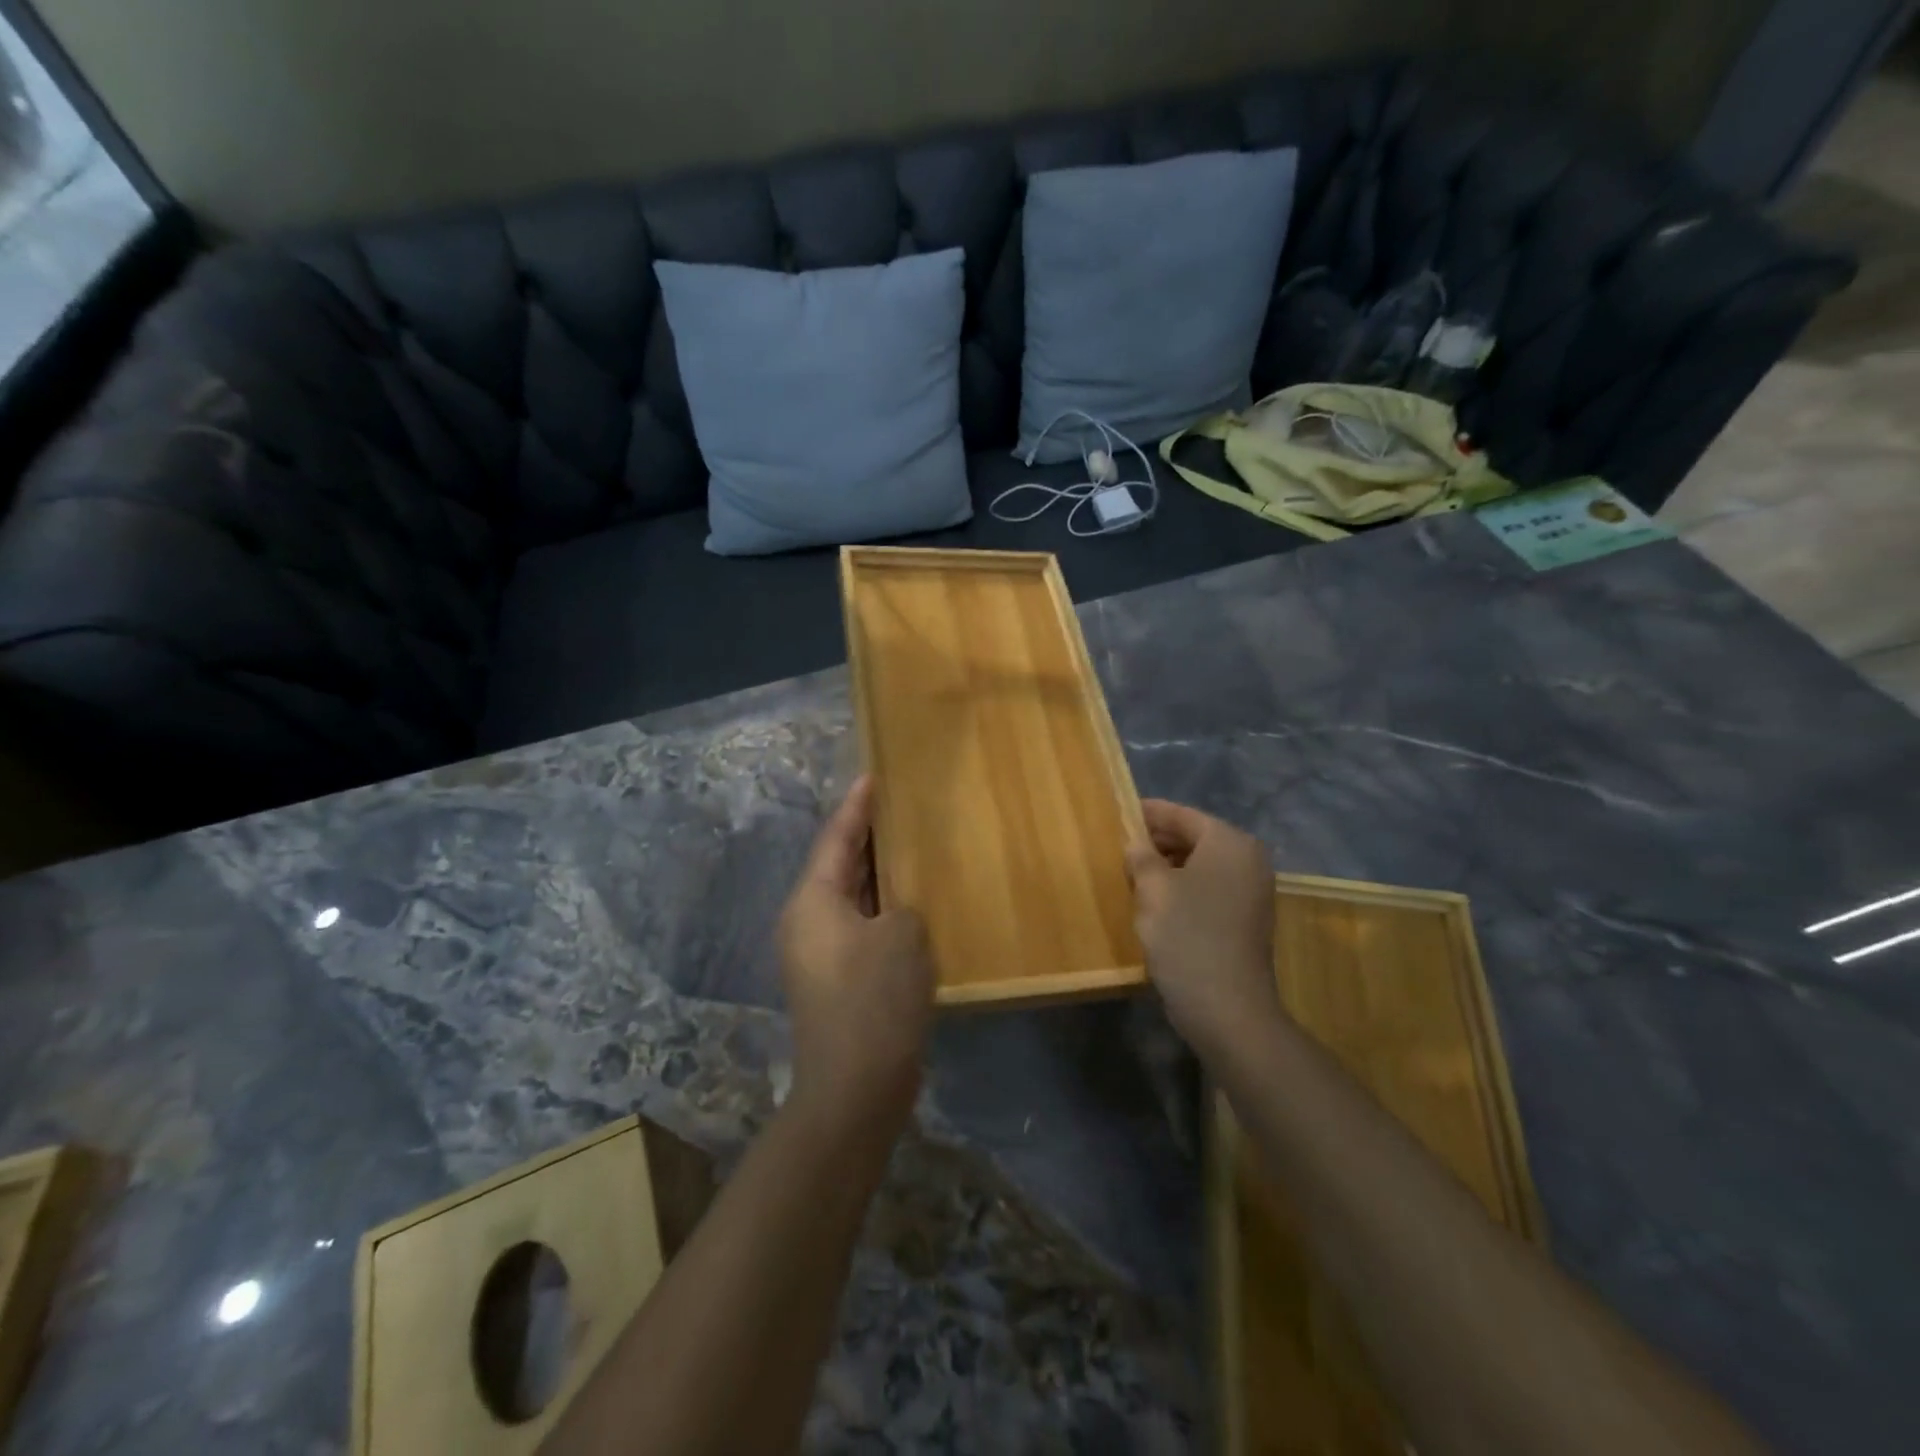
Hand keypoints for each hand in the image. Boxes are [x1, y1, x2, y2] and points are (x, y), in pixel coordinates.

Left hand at [777, 777, 934, 1129]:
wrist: (855, 1087)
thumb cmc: (875, 999)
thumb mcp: (902, 935)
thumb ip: (902, 905)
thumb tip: (896, 912)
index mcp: (813, 901)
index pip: (836, 838)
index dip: (856, 806)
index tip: (871, 775)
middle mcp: (806, 921)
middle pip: (838, 865)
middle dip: (866, 837)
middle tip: (896, 806)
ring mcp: (818, 954)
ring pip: (850, 897)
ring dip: (877, 875)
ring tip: (907, 846)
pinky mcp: (836, 980)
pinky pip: (859, 925)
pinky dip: (882, 908)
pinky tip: (910, 904)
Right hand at [1125, 799, 1281, 1061]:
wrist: (1227, 1008)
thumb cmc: (1187, 937)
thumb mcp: (1153, 890)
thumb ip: (1141, 856)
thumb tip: (1135, 842)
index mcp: (1229, 843)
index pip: (1182, 815)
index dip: (1148, 813)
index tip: (1118, 812)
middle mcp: (1248, 859)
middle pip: (1195, 837)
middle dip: (1157, 840)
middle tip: (1119, 845)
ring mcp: (1252, 891)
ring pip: (1201, 864)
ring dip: (1168, 865)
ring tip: (1132, 872)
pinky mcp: (1246, 918)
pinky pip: (1209, 887)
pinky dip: (1184, 886)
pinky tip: (1155, 900)